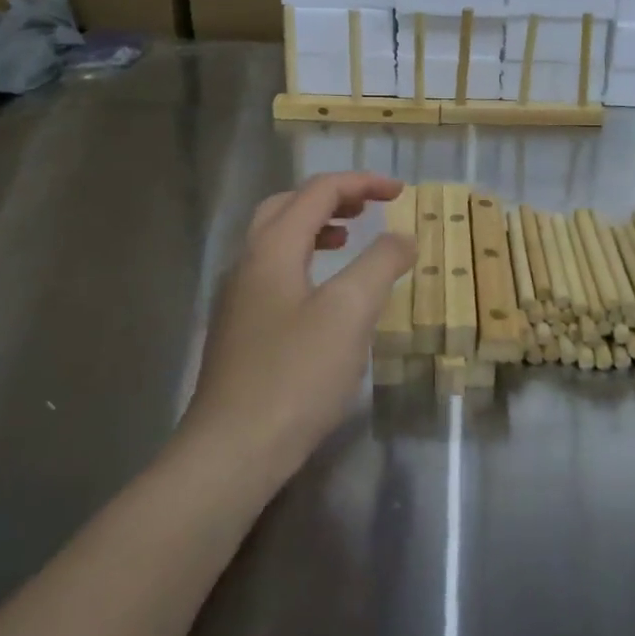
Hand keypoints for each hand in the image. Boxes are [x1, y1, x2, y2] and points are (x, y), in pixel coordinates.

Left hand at [182, 173, 414, 485]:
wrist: (232, 452)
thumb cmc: (296, 375)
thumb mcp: (350, 312)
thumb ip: (380, 264)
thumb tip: (402, 237)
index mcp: (272, 249)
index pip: (317, 193)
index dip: (360, 183)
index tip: (401, 192)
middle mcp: (248, 264)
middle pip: (287, 207)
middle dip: (331, 198)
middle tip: (369, 207)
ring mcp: (239, 300)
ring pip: (276, 241)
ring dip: (315, 227)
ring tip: (349, 238)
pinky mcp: (240, 332)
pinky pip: (275, 273)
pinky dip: (305, 261)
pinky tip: (326, 295)